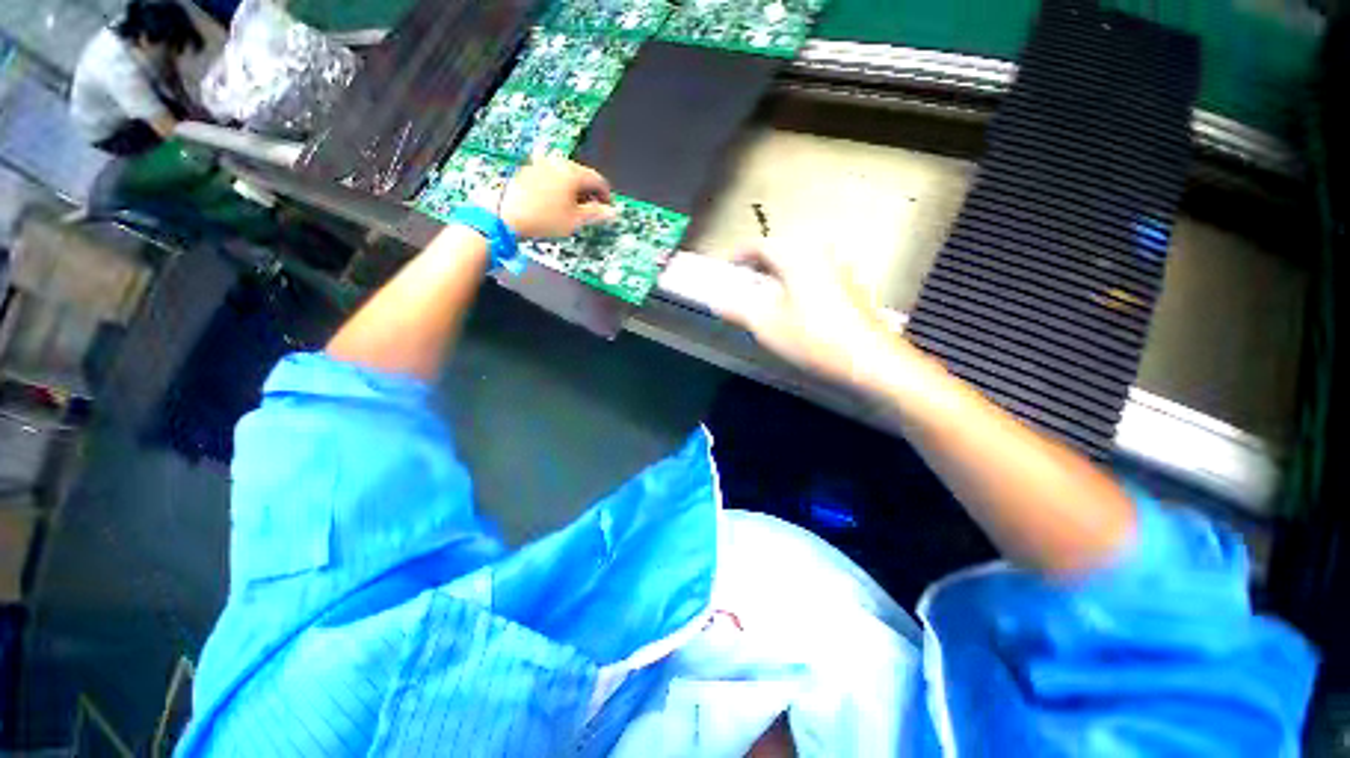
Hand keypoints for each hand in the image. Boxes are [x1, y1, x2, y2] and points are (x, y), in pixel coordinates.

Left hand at [499, 157, 617, 237]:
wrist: (504, 214)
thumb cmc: (544, 218)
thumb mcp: (575, 220)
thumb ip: (596, 214)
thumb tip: (613, 212)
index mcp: (573, 172)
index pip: (598, 180)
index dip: (606, 196)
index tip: (608, 210)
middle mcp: (558, 162)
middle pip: (582, 175)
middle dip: (590, 193)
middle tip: (591, 212)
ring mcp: (541, 164)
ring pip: (566, 176)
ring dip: (574, 191)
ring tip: (573, 209)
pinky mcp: (528, 170)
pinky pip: (551, 177)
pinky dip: (559, 189)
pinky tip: (555, 203)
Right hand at [712, 240, 910, 388]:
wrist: (868, 359)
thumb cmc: (812, 339)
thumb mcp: (766, 326)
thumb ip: (738, 310)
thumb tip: (717, 301)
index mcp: (797, 257)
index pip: (761, 245)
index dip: (740, 254)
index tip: (727, 267)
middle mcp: (820, 254)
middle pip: (783, 249)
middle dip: (760, 262)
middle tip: (745, 280)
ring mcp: (840, 268)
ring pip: (801, 260)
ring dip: (780, 271)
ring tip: (768, 292)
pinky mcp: (851, 285)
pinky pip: (817, 272)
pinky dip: (799, 280)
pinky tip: (797, 303)